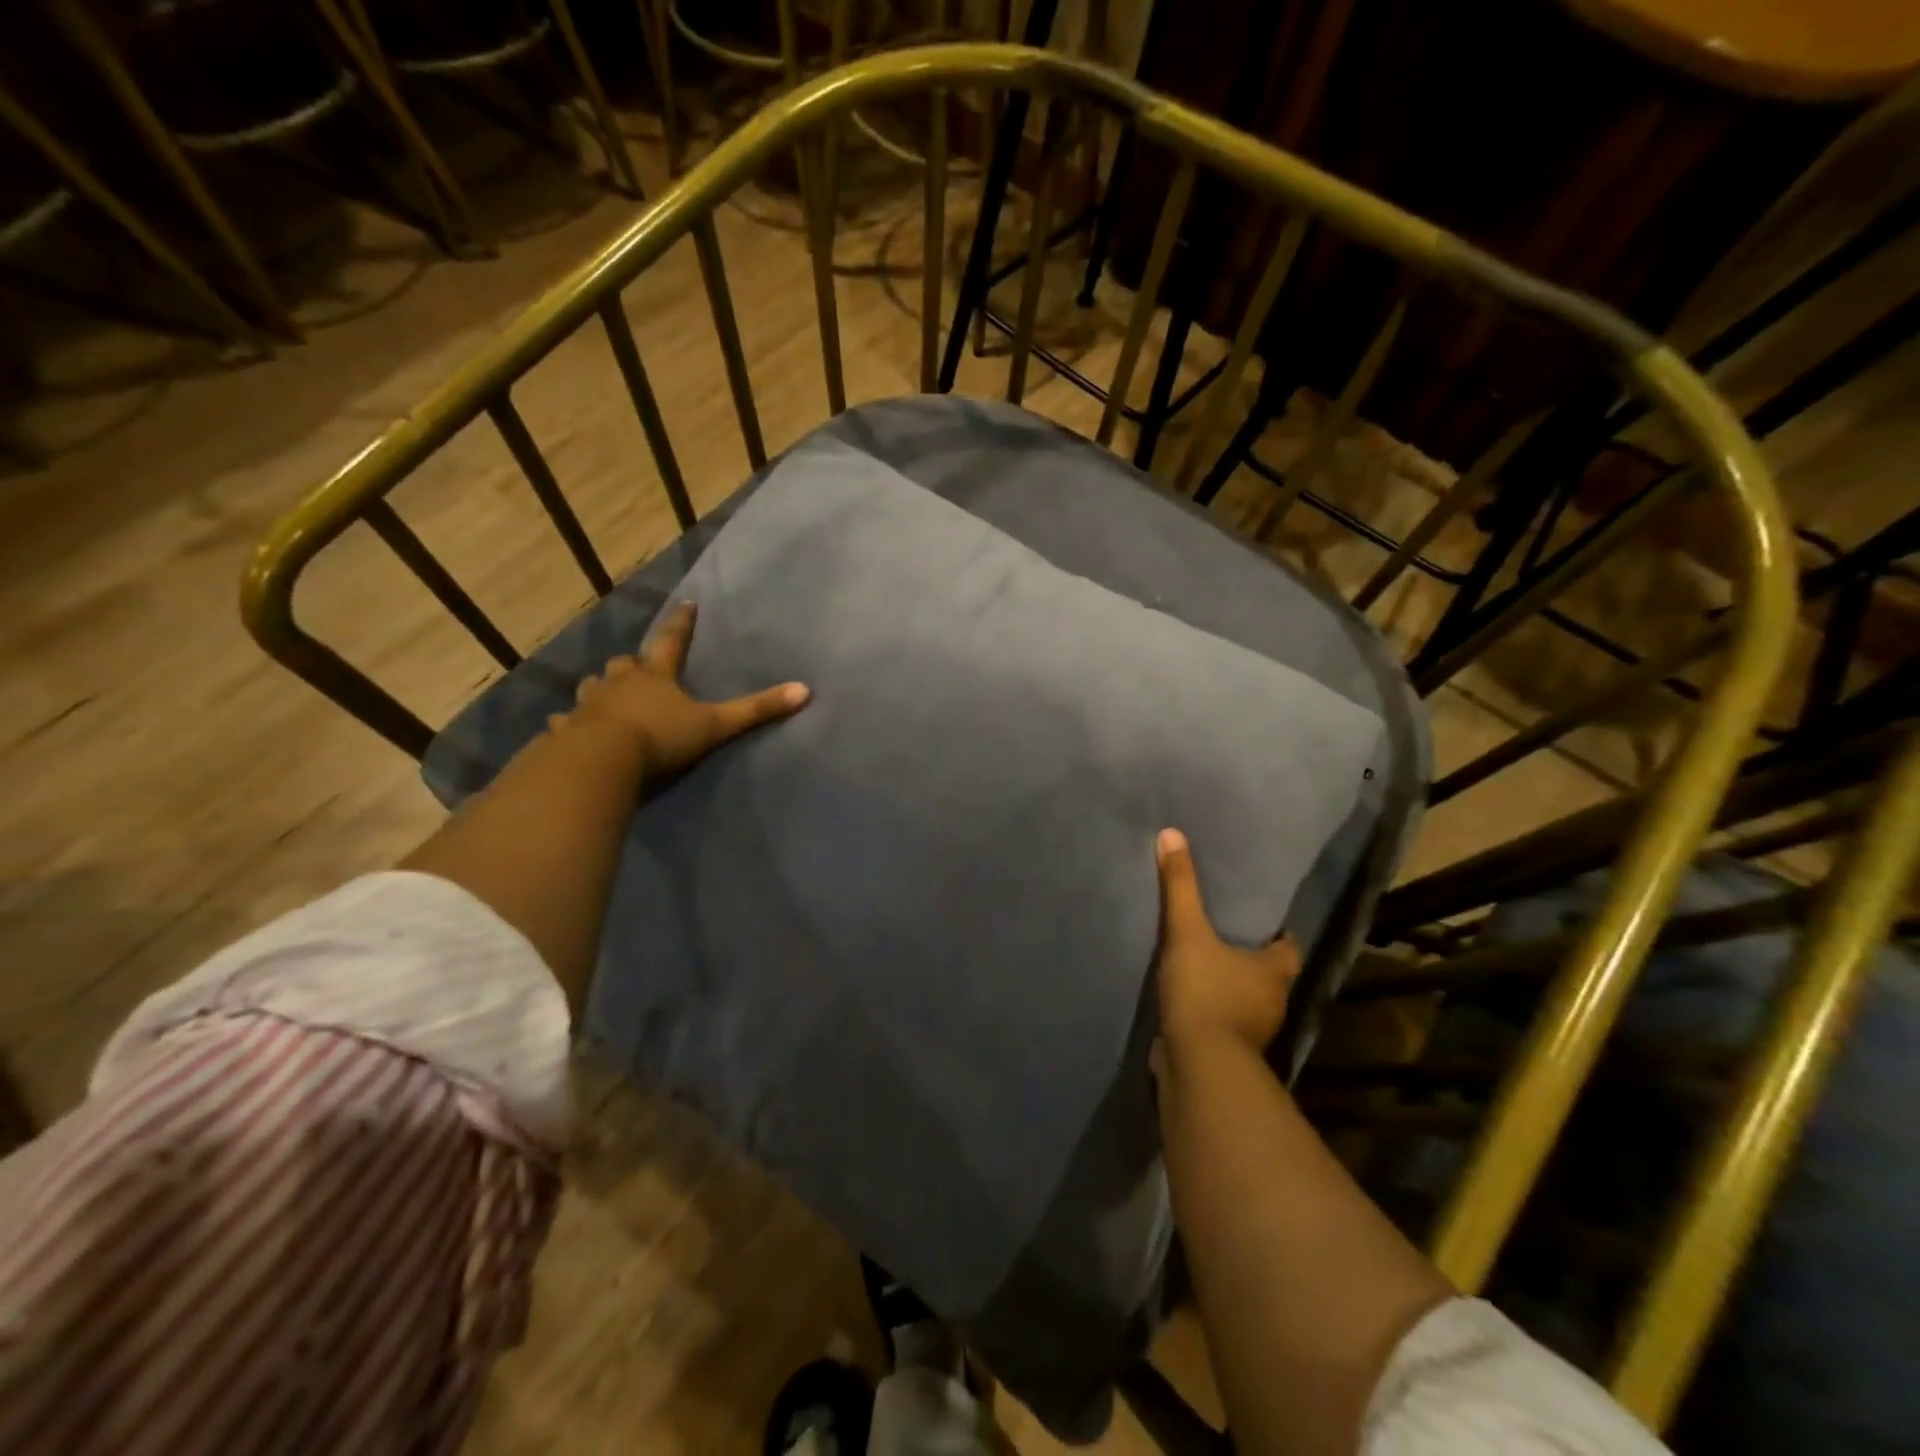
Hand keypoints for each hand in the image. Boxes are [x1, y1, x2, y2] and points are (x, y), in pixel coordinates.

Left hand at [565, 601, 808, 780]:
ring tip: (604, 695)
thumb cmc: (661, 738)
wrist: (602, 761)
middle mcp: (620, 683)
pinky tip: (566, 729)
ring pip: (593, 687)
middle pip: (626, 664)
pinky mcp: (567, 730)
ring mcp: (589, 705)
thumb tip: (805, 691)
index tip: (687, 604)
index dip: (682, 624)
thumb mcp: (715, 725)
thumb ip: (756, 710)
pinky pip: (566, 722)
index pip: (673, 642)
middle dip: (633, 664)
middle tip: (638, 666)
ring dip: (601, 688)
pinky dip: (569, 723)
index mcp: (656, 676)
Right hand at [1154, 828, 1299, 1058]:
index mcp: (1276, 970)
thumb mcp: (1188, 931)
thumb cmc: (1206, 992)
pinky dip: (1212, 1009)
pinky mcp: (1229, 1050)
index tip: (1257, 917)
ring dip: (1230, 983)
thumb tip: (1171, 834)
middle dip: (1250, 955)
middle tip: (1224, 931)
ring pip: (1246, 998)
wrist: (1198, 1063)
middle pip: (1268, 971)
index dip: (1276, 931)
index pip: (1288, 945)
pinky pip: (1224, 1020)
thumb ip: (1180, 886)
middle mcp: (1273, 1000)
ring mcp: (1253, 1030)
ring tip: (1202, 959)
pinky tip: (1189, 996)